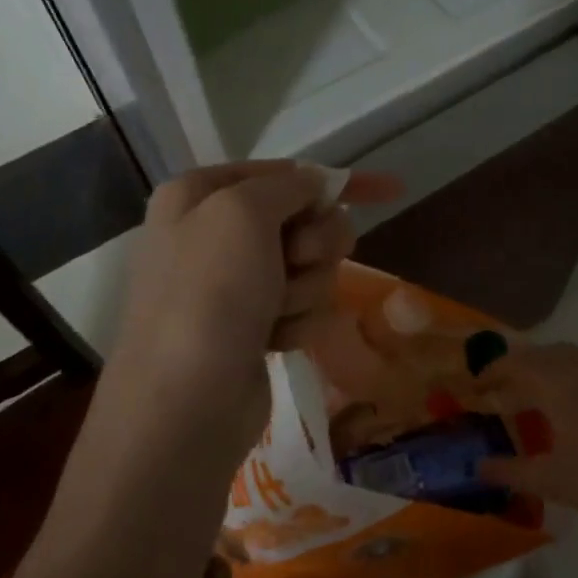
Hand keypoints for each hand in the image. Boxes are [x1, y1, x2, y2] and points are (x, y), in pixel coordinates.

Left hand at [105, 161, 400, 472]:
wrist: (185, 405)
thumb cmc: (210, 294)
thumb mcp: (243, 213)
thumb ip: (288, 186)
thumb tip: (316, 181)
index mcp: (200, 194)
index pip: (286, 172)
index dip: (339, 182)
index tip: (392, 190)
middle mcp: (215, 232)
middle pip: (306, 220)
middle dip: (316, 243)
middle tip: (297, 261)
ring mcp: (235, 283)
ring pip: (311, 266)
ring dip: (305, 287)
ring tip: (275, 312)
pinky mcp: (254, 325)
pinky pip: (302, 305)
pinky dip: (297, 321)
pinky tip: (273, 340)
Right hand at [476, 343, 577, 526]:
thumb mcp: (553, 480)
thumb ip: (511, 471)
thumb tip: (478, 465)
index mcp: (556, 383)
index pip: (513, 364)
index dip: (488, 373)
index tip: (470, 389)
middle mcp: (577, 371)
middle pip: (538, 354)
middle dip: (512, 367)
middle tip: (494, 391)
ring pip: (561, 359)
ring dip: (538, 370)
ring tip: (522, 398)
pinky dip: (558, 379)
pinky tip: (557, 411)